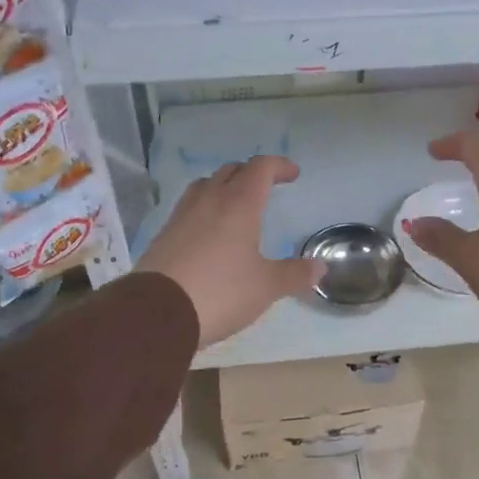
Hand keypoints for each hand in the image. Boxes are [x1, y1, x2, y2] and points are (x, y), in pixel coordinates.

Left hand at [137, 156, 324, 347]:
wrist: (158, 312)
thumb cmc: (221, 292)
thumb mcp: (266, 286)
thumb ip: (294, 274)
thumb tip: (320, 268)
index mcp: (239, 204)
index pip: (260, 168)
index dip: (279, 166)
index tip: (293, 174)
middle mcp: (209, 201)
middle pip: (231, 171)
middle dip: (251, 173)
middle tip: (266, 187)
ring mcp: (182, 215)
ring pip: (205, 185)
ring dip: (224, 186)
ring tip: (235, 203)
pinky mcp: (164, 235)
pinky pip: (188, 208)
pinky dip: (205, 209)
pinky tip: (208, 232)